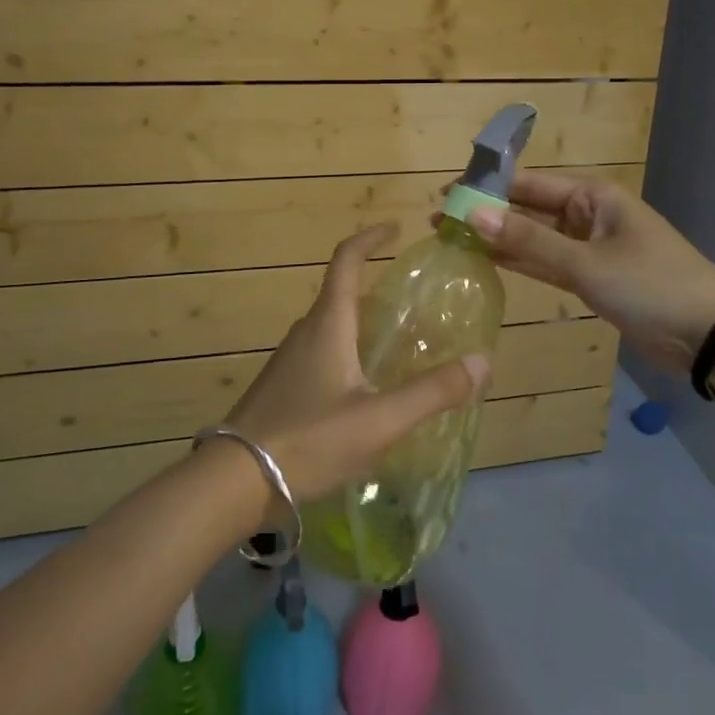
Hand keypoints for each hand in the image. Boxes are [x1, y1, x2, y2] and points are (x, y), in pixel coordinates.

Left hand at [223, 223, 490, 504]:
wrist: (231, 484)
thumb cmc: (307, 441)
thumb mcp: (379, 420)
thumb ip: (432, 392)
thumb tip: (483, 362)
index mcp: (328, 325)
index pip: (346, 260)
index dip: (370, 238)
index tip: (394, 229)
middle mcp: (306, 332)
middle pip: (341, 295)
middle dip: (375, 288)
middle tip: (414, 304)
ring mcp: (289, 361)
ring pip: (331, 328)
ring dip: (361, 324)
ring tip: (396, 346)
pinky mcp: (282, 388)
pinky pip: (321, 354)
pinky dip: (348, 353)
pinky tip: (364, 390)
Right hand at [461, 172, 714, 374]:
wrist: (709, 334)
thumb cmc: (650, 284)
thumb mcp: (587, 262)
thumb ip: (529, 242)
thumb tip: (473, 215)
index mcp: (594, 196)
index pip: (530, 184)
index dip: (488, 188)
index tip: (447, 194)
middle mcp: (589, 216)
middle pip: (530, 210)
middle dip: (489, 215)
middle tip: (440, 221)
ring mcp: (591, 249)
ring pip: (536, 239)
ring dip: (500, 241)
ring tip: (454, 239)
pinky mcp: (593, 279)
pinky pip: (549, 264)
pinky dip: (522, 264)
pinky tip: (488, 262)